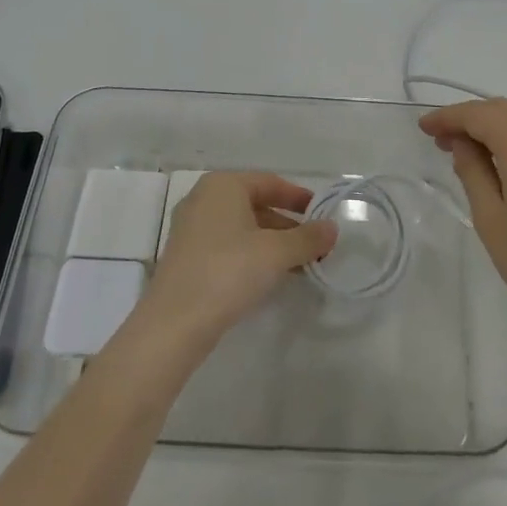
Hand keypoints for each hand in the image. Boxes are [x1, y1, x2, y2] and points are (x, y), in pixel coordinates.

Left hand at [138, 172, 337, 356]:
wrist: (174, 324)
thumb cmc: (228, 272)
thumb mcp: (276, 253)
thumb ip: (307, 238)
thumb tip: (332, 228)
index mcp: (223, 185)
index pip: (269, 182)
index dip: (299, 197)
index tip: (322, 214)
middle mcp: (204, 199)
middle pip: (256, 204)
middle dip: (288, 225)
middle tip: (315, 245)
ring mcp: (191, 229)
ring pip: (242, 227)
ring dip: (272, 243)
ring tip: (300, 265)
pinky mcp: (187, 257)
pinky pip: (228, 245)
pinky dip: (252, 255)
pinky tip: (269, 277)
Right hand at [420, 98, 506, 348]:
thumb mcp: (492, 220)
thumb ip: (473, 173)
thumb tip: (462, 145)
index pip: (477, 114)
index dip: (447, 117)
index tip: (423, 128)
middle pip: (501, 110)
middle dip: (468, 118)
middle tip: (439, 140)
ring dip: (490, 128)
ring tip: (463, 152)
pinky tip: (498, 164)